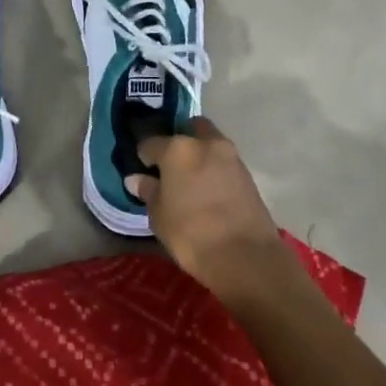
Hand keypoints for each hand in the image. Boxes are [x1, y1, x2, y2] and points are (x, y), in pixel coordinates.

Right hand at [128, 118, 286, 303]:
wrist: (245, 256)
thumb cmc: (191, 234)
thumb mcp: (159, 216)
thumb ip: (148, 191)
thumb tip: (137, 178)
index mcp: (178, 149)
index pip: (151, 143)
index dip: (143, 156)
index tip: (142, 169)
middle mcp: (206, 143)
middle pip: (189, 129)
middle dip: (179, 140)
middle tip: (169, 166)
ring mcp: (231, 156)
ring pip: (210, 143)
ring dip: (199, 154)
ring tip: (189, 180)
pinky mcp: (248, 173)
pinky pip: (224, 161)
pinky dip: (214, 168)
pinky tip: (207, 190)